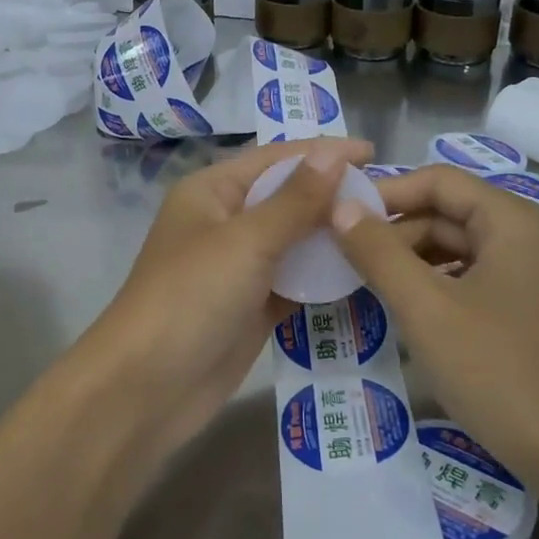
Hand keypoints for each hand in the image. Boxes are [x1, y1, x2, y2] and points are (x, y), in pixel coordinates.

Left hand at [72, 137, 373, 455]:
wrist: (147, 387)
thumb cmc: (191, 297)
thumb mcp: (246, 241)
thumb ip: (295, 200)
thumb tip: (334, 154)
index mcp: (212, 191)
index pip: (276, 159)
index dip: (323, 152)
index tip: (373, 151)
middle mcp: (225, 222)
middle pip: (287, 198)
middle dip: (333, 195)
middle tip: (391, 198)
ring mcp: (238, 267)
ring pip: (294, 241)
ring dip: (332, 236)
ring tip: (387, 232)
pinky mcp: (251, 306)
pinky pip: (295, 280)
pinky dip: (324, 276)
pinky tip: (363, 272)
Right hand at [331, 165, 538, 495]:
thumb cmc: (499, 371)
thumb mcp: (426, 308)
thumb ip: (378, 252)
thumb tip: (340, 207)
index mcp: (512, 221)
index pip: (438, 181)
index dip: (386, 193)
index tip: (340, 218)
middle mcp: (529, 238)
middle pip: (449, 214)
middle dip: (396, 233)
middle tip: (346, 261)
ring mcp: (534, 277)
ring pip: (460, 250)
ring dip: (413, 262)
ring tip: (369, 286)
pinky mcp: (532, 312)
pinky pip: (475, 281)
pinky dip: (437, 288)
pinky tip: (410, 314)